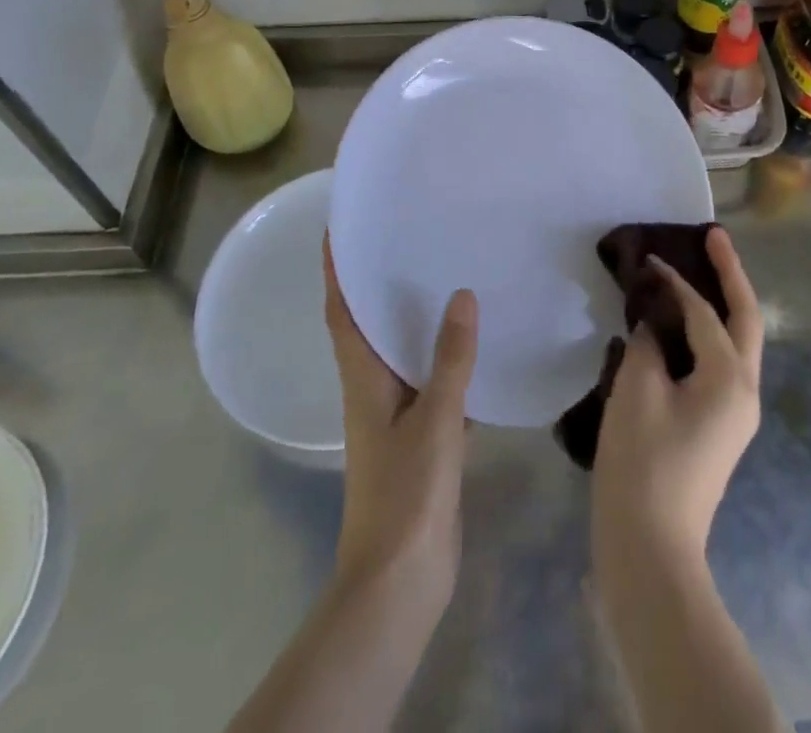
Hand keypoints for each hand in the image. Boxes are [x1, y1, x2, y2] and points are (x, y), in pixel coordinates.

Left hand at [323, 237, 476, 614]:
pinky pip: (432, 382)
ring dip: (412, 318)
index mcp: (363, 379)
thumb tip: (461, 295)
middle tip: (403, 237)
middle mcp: (373, 390)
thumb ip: (450, 359)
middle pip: (368, 325)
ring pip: (401, 352)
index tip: (338, 228)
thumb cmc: (405, 495)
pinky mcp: (421, 438)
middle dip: (376, 282)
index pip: (341, 312)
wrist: (400, 581)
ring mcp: (396, 416)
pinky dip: (445, 359)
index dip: (335, 270)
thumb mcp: (434, 421)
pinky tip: (475, 347)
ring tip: (441, 276)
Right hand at [592, 226, 763, 565]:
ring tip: (701, 272)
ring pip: (736, 342)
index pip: (704, 313)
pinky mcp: (719, 428)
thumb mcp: (638, 390)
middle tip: (714, 236)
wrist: (649, 549)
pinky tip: (678, 328)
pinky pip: (718, 364)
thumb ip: (648, 342)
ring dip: (722, 304)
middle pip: (745, 319)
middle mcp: (745, 391)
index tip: (647, 257)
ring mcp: (735, 413)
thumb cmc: (643, 464)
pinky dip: (704, 335)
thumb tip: (653, 324)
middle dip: (731, 275)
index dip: (675, 282)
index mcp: (730, 378)